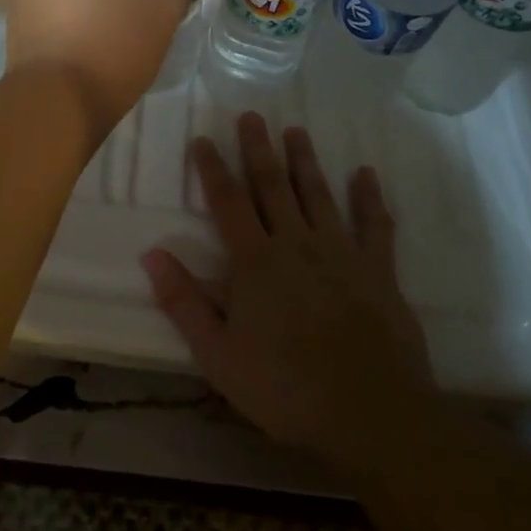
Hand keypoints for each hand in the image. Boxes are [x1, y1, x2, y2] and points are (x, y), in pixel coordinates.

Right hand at [142, 114, 435, 474]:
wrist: (370, 415)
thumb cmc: (285, 388)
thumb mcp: (218, 355)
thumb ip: (183, 302)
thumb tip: (151, 252)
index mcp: (256, 261)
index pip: (228, 202)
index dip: (213, 168)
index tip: (203, 138)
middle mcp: (297, 243)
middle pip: (273, 185)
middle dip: (259, 149)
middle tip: (251, 115)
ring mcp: (341, 252)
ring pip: (319, 194)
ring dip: (306, 160)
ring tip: (296, 130)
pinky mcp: (378, 270)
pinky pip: (374, 224)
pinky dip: (370, 197)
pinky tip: (367, 174)